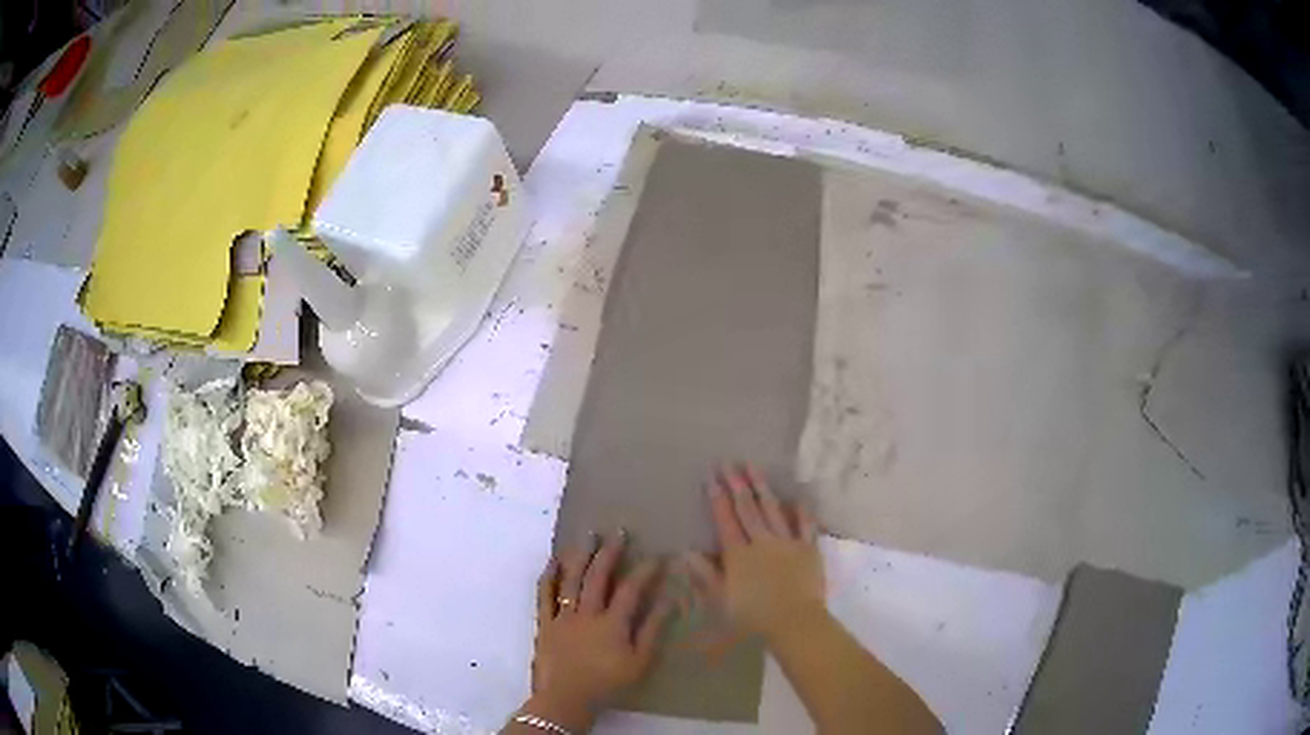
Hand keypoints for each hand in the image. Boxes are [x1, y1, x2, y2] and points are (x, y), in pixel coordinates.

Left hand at [525, 533, 671, 731]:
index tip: (657, 556)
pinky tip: (553, 561)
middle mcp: (587, 613)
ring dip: (581, 555)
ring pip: (571, 579)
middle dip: (610, 552)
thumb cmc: (607, 683)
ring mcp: (562, 616)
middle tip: (618, 532)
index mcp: (612, 623)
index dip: (645, 571)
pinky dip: (549, 576)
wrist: (566, 699)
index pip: (631, 589)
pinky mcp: (545, 623)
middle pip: (598, 576)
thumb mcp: (639, 662)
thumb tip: (668, 601)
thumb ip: (652, 630)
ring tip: (588, 536)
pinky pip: (544, 595)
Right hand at [685, 464, 824, 642]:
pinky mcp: (808, 549)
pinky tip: (795, 499)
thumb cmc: (752, 617)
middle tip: (729, 462)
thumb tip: (687, 551)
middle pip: (748, 508)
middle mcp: (762, 541)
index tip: (711, 476)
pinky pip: (805, 525)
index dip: (717, 497)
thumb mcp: (720, 600)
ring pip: (773, 509)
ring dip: (762, 487)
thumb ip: (705, 574)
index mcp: (738, 554)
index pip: (725, 519)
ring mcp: (787, 543)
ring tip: (753, 467)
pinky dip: (800, 511)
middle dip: (737, 484)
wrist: (794, 622)